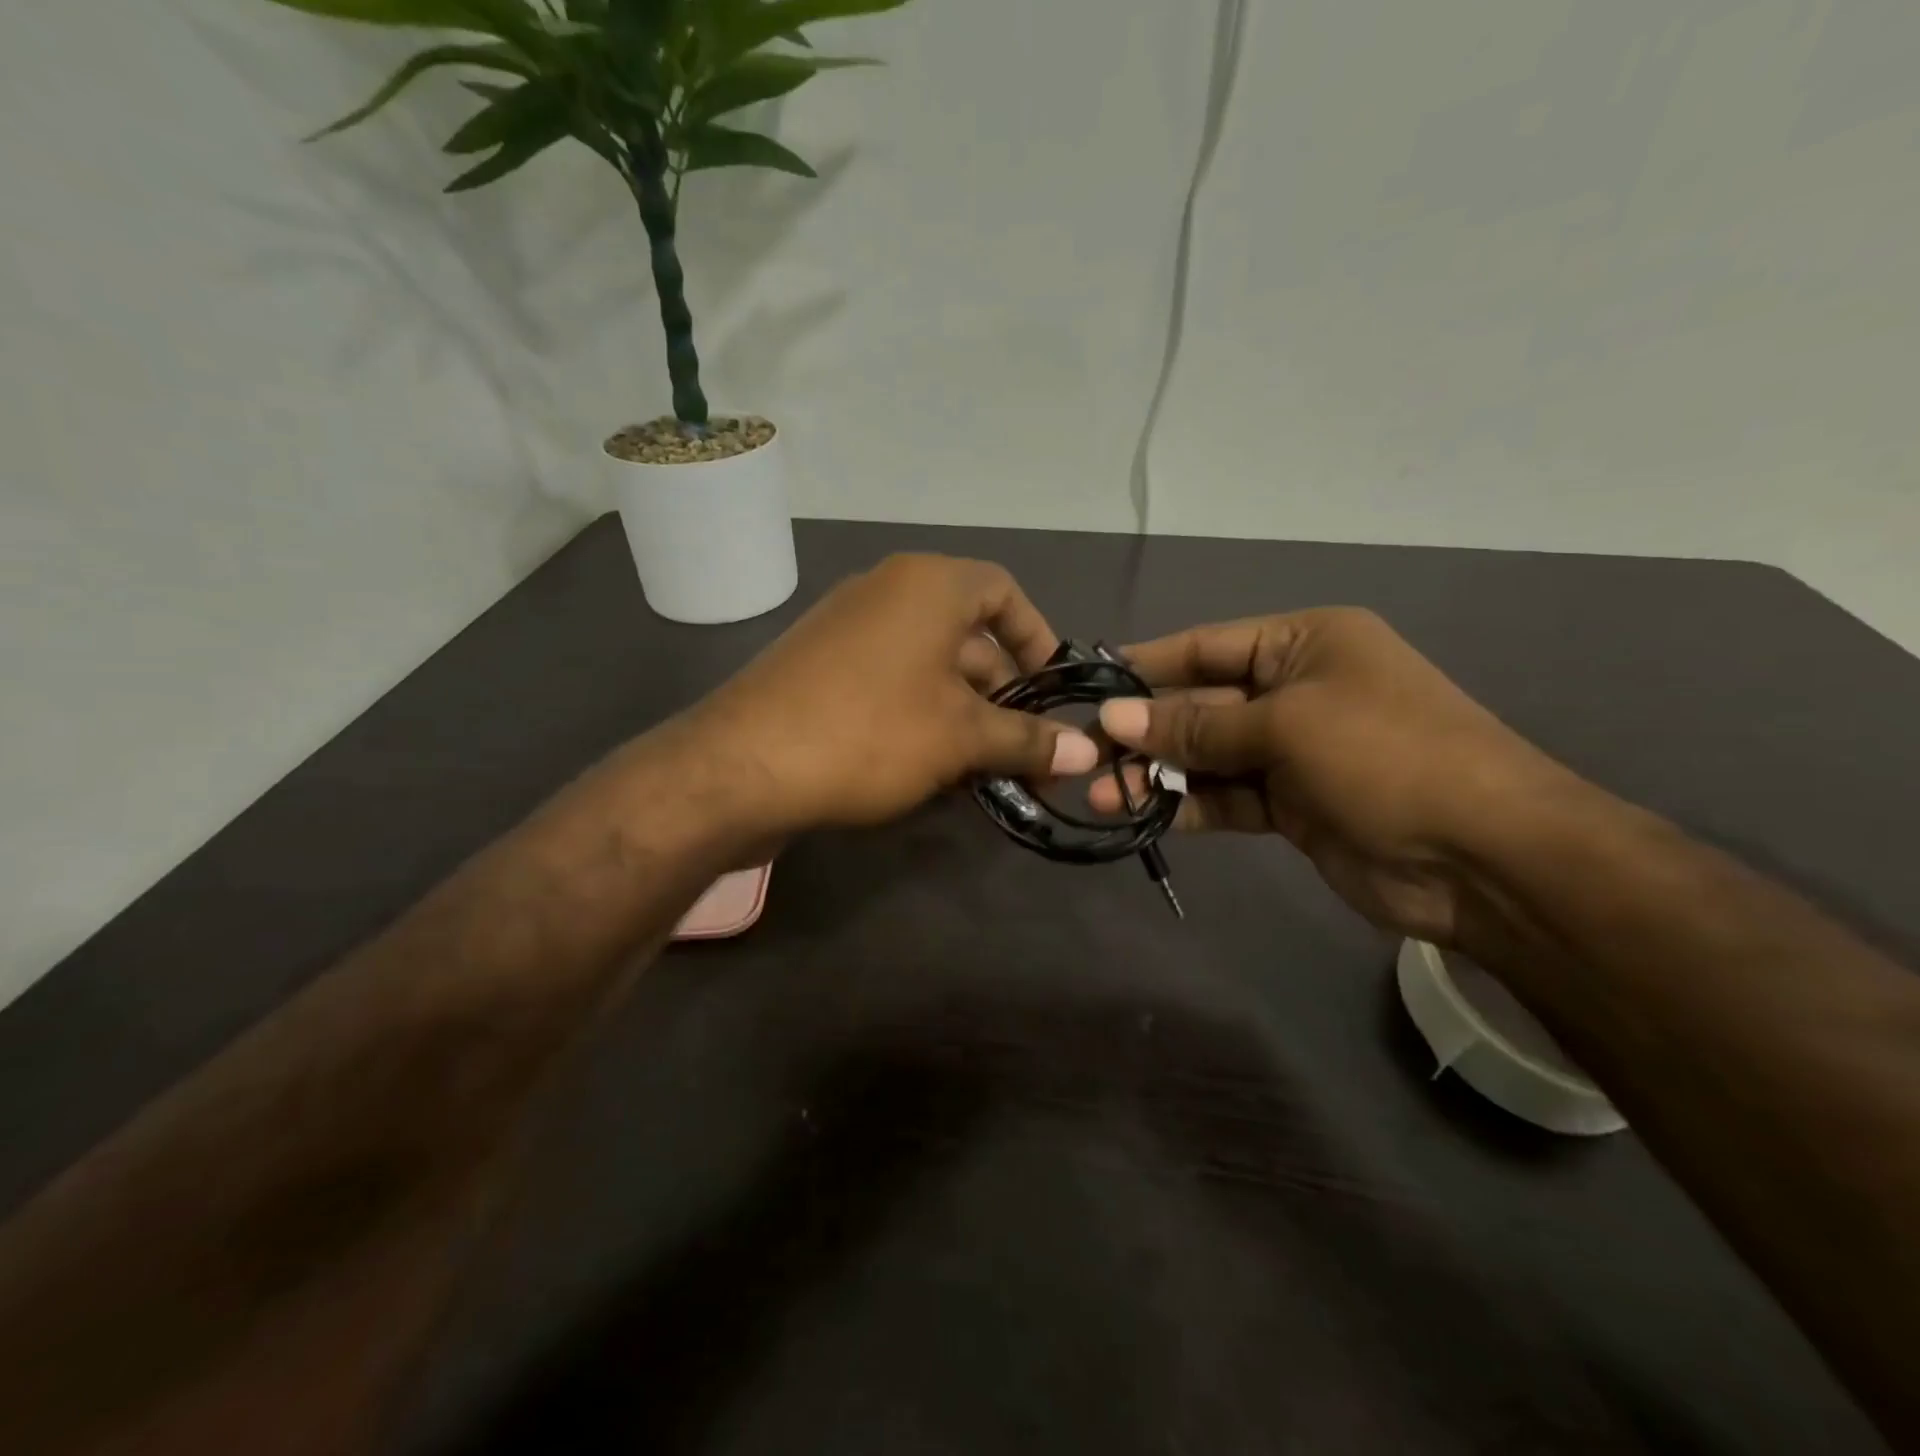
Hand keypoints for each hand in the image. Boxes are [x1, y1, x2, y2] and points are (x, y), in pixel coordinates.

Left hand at [688, 554, 1098, 833]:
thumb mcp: (960, 737)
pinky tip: (934, 773)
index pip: (1004, 592)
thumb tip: (1086, 755)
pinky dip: (922, 720)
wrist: (741, 767)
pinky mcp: (821, 670)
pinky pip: (892, 685)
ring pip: (930, 669)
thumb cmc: (870, 732)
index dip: (1038, 639)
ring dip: (966, 718)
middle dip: (1004, 698)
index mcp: (928, 585)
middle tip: (1028, 754)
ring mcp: (848, 631)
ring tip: (987, 774)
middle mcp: (887, 593)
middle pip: (969, 638)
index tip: (1053, 691)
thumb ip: (1027, 740)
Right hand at [1087, 608, 1575, 942]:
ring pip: (1208, 756)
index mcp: (1305, 645)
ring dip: (1157, 772)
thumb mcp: (1286, 726)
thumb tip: (1115, 716)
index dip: (1147, 665)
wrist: (1483, 858)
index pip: (1207, 646)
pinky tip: (1142, 813)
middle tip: (1084, 753)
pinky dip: (1187, 805)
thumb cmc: (1386, 757)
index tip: (1090, 685)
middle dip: (1146, 729)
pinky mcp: (1292, 806)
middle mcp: (1295, 691)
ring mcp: (1293, 752)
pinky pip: (1226, 797)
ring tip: (1100, 792)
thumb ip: (1196, 724)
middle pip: (1201, 703)